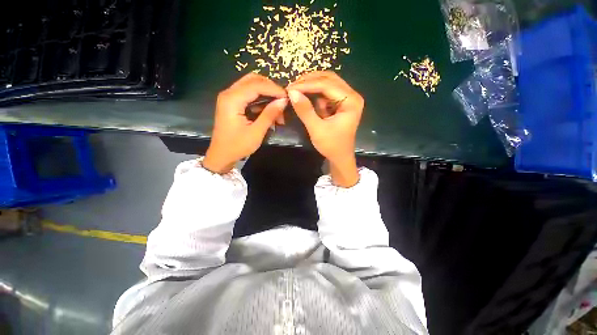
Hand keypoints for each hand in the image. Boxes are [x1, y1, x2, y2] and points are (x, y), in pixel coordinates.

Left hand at [203, 74, 287, 173]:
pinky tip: (270, 111)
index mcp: (232, 100)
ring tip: (278, 109)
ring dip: (267, 94)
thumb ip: (269, 115)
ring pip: (252, 86)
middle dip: (270, 88)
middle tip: (283, 100)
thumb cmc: (237, 146)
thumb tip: (283, 101)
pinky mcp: (233, 103)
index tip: (288, 97)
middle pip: (253, 80)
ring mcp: (230, 97)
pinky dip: (261, 100)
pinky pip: (249, 95)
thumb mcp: (256, 132)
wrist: (221, 155)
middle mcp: (229, 93)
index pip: (256, 85)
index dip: (274, 89)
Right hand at [287, 71, 363, 187]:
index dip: (307, 85)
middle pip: (329, 79)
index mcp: (351, 101)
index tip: (289, 88)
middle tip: (291, 87)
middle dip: (309, 81)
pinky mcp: (340, 103)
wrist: (340, 157)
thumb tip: (291, 92)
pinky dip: (314, 92)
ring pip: (327, 83)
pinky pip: (326, 92)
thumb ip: (305, 111)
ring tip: (295, 90)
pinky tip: (305, 96)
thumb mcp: (317, 129)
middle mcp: (351, 95)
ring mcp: (347, 98)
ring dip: (311, 85)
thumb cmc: (332, 146)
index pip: (327, 85)